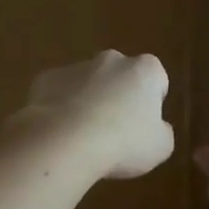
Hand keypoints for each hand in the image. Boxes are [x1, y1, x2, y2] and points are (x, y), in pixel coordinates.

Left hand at [9, 51, 174, 179]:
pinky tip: (60, 132)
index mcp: (144, 70)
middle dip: (118, 96)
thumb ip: (162, 132)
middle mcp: (111, 60)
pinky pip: (59, 93)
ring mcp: (76, 67)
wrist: (65, 142)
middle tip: (115, 130)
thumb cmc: (123, 143)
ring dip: (88, 101)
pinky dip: (60, 108)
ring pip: (87, 83)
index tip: (145, 124)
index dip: (152, 102)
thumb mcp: (160, 147)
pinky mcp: (46, 79)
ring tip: (84, 137)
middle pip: (120, 76)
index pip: (156, 79)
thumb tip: (156, 128)